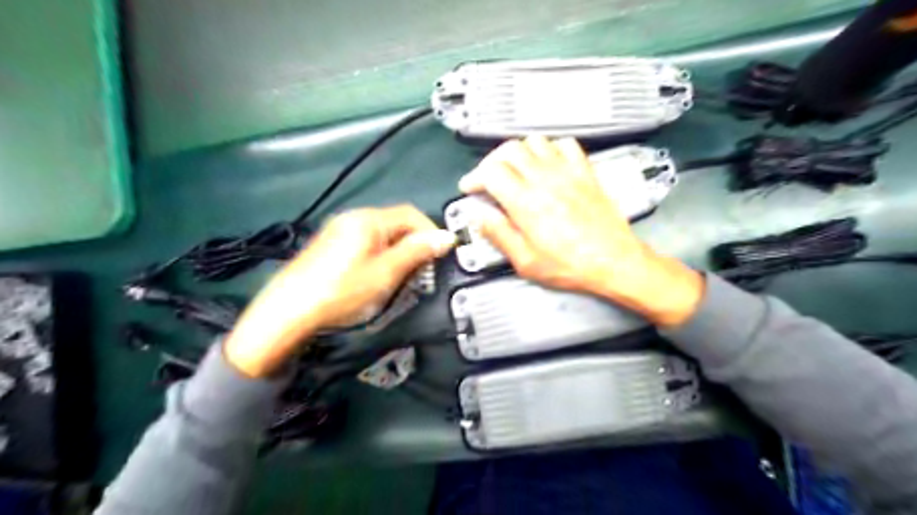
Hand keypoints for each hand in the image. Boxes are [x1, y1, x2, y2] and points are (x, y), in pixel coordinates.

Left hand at [225, 205, 453, 378]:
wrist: (289, 311)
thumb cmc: (341, 291)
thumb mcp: (385, 273)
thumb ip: (416, 252)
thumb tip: (447, 237)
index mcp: (368, 219)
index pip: (410, 214)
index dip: (430, 232)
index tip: (441, 255)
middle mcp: (353, 217)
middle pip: (396, 222)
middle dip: (415, 243)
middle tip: (423, 270)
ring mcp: (340, 230)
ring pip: (382, 233)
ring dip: (399, 250)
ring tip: (403, 275)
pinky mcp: (332, 244)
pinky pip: (366, 241)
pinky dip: (381, 254)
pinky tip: (378, 274)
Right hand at [458, 136, 704, 328]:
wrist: (614, 261)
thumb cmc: (570, 266)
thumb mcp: (526, 262)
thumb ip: (499, 235)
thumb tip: (479, 216)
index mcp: (525, 203)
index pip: (491, 172)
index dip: (474, 177)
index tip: (470, 188)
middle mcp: (544, 180)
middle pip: (509, 150)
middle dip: (491, 161)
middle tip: (488, 178)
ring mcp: (567, 172)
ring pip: (534, 142)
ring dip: (519, 152)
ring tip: (515, 170)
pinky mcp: (586, 172)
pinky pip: (565, 144)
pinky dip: (550, 149)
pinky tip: (548, 164)